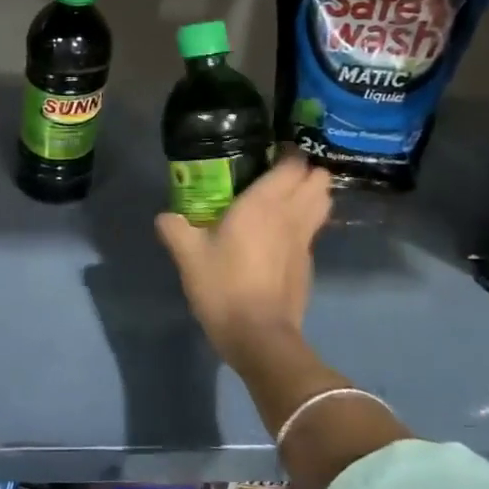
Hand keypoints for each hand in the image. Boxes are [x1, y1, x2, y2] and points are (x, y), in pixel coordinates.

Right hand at [155, 154, 331, 365]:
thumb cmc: (223, 286)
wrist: (258, 336)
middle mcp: (291, 215)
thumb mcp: (188, 255)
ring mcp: (305, 241)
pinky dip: (305, 223)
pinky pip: (313, 230)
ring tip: (285, 197)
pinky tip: (280, 234)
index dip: (287, 153)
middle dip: (305, 171)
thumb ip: (175, 228)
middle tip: (277, 173)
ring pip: (323, 204)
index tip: (269, 152)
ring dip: (311, 195)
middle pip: (319, 179)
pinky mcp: (308, 264)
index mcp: (265, 203)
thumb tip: (165, 216)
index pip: (293, 164)